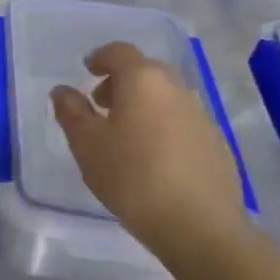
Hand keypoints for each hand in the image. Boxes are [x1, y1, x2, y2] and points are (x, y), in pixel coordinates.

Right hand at [51, 42, 245, 266]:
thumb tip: (63, 91)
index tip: (88, 71)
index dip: (100, 57)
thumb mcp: (87, 145)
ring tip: (124, 135)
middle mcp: (175, 88)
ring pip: (165, 96)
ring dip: (143, 104)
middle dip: (121, 81)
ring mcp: (201, 115)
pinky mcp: (216, 143)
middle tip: (101, 105)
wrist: (200, 227)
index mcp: (142, 80)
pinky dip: (162, 125)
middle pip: (145, 71)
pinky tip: (152, 157)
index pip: (119, 52)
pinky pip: (181, 120)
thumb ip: (71, 112)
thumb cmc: (132, 178)